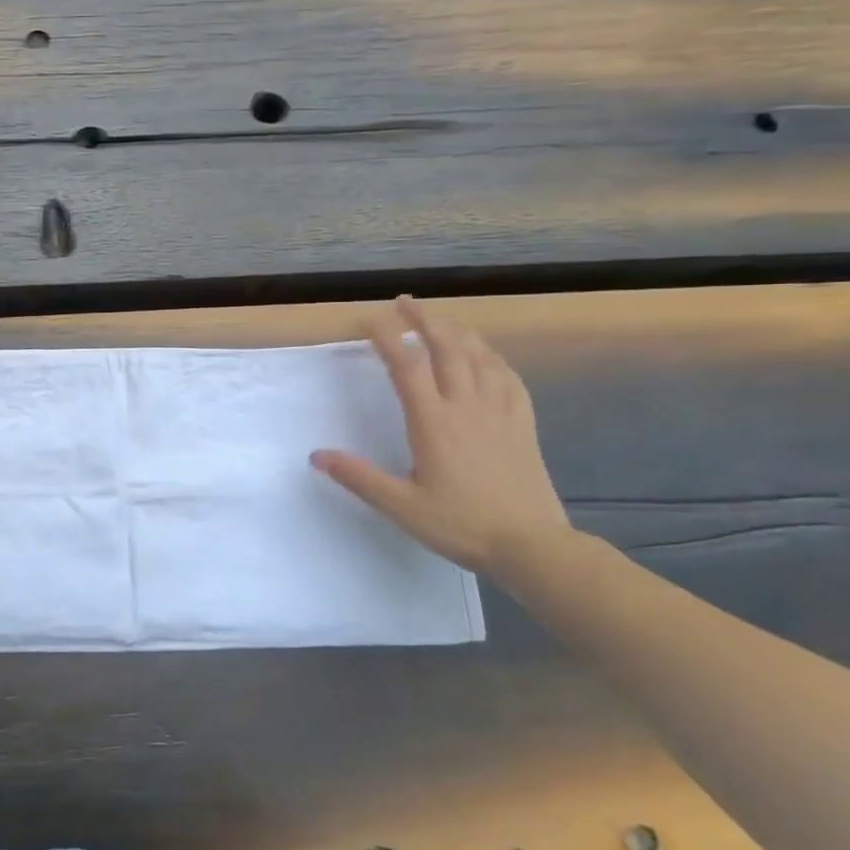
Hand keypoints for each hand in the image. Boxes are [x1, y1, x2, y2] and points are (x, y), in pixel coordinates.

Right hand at [312, 296, 572, 574]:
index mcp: (433, 422)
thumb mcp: (400, 506)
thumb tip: (316, 456)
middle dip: (425, 320)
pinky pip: (509, 377)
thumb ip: (358, 477)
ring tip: (441, 321)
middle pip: (447, 347)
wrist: (532, 546)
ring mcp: (500, 412)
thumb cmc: (461, 525)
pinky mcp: (523, 424)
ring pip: (481, 356)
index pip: (406, 366)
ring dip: (458, 331)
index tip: (369, 320)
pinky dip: (493, 357)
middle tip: (406, 303)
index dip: (387, 337)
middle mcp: (467, 406)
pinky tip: (488, 356)